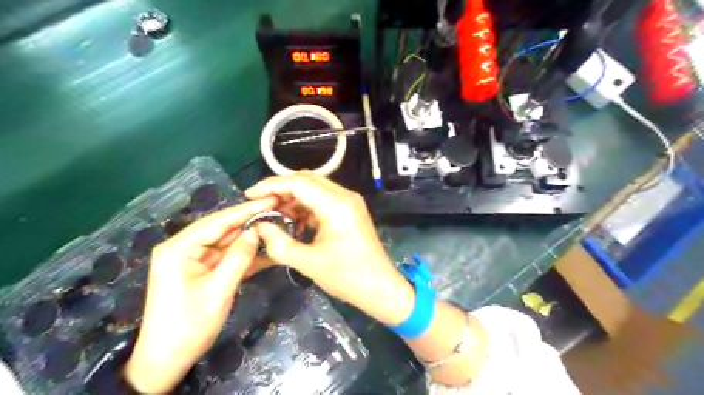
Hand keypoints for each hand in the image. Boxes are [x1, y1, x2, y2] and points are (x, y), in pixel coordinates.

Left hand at [122, 200, 275, 394]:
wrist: (167, 361)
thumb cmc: (189, 325)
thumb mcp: (218, 290)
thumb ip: (239, 257)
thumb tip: (256, 231)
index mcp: (179, 248)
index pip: (217, 221)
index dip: (245, 210)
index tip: (270, 200)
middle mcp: (185, 248)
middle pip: (223, 229)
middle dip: (250, 221)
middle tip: (278, 212)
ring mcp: (195, 260)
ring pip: (228, 242)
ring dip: (251, 238)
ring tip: (277, 227)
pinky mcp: (204, 271)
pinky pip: (227, 257)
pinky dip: (246, 255)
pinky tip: (266, 250)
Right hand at [246, 175, 413, 324]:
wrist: (380, 288)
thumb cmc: (347, 277)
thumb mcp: (309, 263)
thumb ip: (279, 243)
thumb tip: (260, 227)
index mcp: (336, 205)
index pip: (298, 183)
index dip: (271, 185)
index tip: (249, 194)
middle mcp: (345, 196)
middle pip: (307, 180)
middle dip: (281, 189)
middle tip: (260, 204)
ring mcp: (350, 202)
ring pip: (315, 188)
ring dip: (293, 197)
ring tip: (274, 214)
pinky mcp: (350, 210)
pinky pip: (323, 199)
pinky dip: (306, 205)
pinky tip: (293, 220)